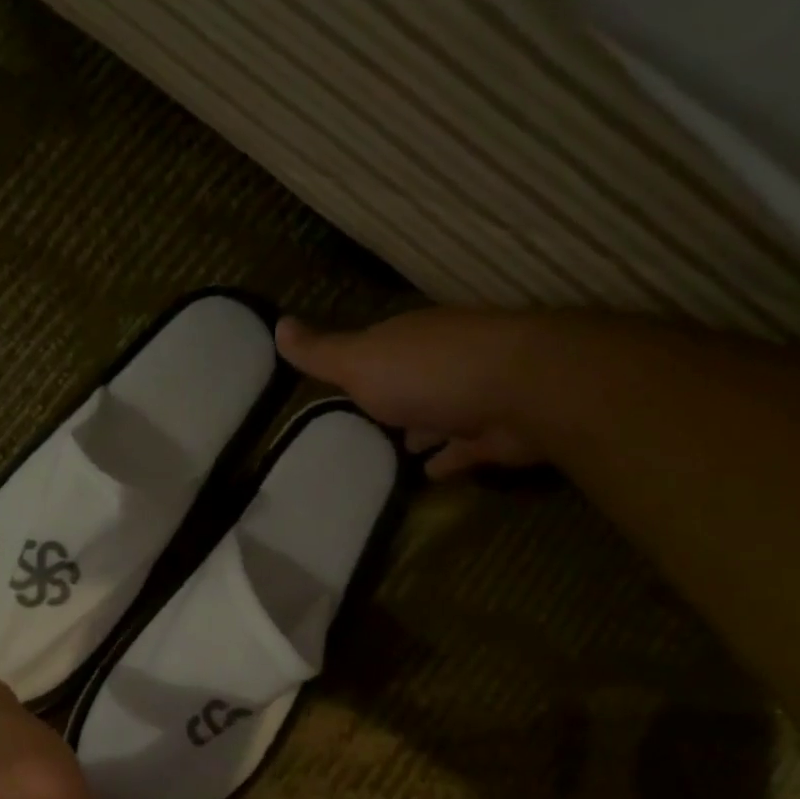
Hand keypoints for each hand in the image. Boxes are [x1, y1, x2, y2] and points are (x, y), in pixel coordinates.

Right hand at [278, 309, 546, 478]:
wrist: (521, 391)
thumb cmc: (428, 373)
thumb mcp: (359, 362)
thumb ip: (321, 352)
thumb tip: (277, 323)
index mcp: (408, 341)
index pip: (377, 348)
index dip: (357, 364)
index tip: (338, 383)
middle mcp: (442, 362)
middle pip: (409, 381)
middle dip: (391, 397)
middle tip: (364, 421)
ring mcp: (472, 397)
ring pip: (438, 414)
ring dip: (421, 427)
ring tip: (395, 449)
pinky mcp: (494, 435)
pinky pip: (463, 450)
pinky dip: (447, 459)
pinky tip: (429, 475)